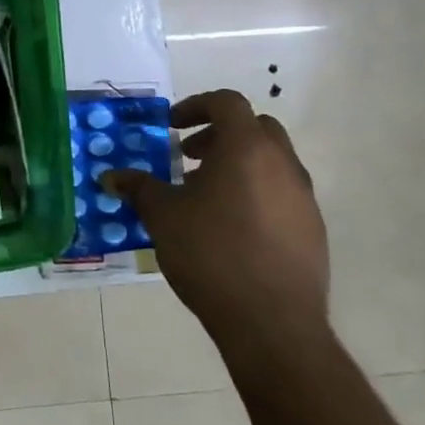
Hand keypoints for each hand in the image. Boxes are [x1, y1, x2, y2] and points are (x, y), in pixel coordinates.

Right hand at [104, 90, 328, 356]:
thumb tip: (111, 177)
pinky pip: (282, 193)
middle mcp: (282, 164)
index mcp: (247, 149)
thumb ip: (139, 188)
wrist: (272, 322)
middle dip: (219, 134)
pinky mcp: (313, 229)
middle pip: (255, 127)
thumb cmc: (211, 254)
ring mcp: (304, 197)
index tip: (172, 127)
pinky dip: (255, 193)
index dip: (196, 106)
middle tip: (189, 157)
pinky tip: (230, 228)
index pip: (227, 102)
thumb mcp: (163, 216)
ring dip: (238, 165)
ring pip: (271, 161)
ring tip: (205, 197)